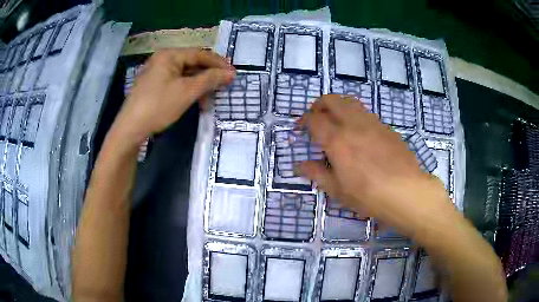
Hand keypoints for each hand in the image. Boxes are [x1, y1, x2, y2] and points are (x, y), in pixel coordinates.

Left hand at [112, 48, 234, 143]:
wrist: (130, 128)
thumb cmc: (158, 106)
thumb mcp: (187, 92)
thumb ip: (210, 79)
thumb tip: (230, 73)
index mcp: (169, 55)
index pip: (200, 54)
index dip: (218, 64)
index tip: (233, 74)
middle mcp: (162, 59)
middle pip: (192, 64)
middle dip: (208, 77)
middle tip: (223, 88)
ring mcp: (156, 72)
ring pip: (184, 74)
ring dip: (199, 86)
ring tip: (209, 100)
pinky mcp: (153, 85)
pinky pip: (176, 82)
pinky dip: (187, 90)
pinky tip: (194, 100)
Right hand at [299, 94, 451, 237]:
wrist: (407, 191)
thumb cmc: (368, 195)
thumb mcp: (338, 190)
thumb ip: (317, 173)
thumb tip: (298, 165)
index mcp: (337, 140)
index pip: (314, 119)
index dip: (303, 121)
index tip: (300, 129)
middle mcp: (353, 124)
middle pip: (331, 100)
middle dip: (318, 105)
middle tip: (316, 119)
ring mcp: (372, 123)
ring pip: (350, 101)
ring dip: (338, 107)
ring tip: (336, 123)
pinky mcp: (386, 127)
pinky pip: (365, 113)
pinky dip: (355, 116)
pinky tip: (359, 134)